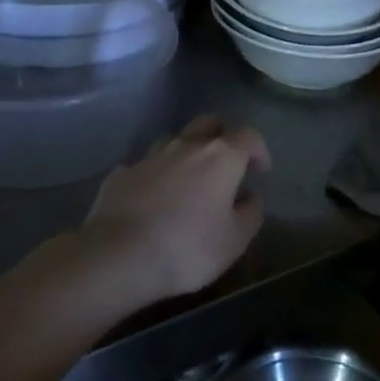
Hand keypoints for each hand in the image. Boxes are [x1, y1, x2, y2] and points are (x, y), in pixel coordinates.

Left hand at [79, 114, 270, 305]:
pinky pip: (143, 167)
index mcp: (220, 157)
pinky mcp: (120, 175)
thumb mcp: (235, 240)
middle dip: (222, 137)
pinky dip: (154, 177)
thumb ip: (250, 214)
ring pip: (173, 141)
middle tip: (226, 165)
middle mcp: (185, 147)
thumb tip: (250, 198)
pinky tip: (151, 200)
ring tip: (187, 182)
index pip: (249, 137)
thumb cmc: (188, 248)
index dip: (259, 151)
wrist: (118, 257)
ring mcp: (148, 158)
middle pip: (208, 124)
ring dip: (185, 154)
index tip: (261, 171)